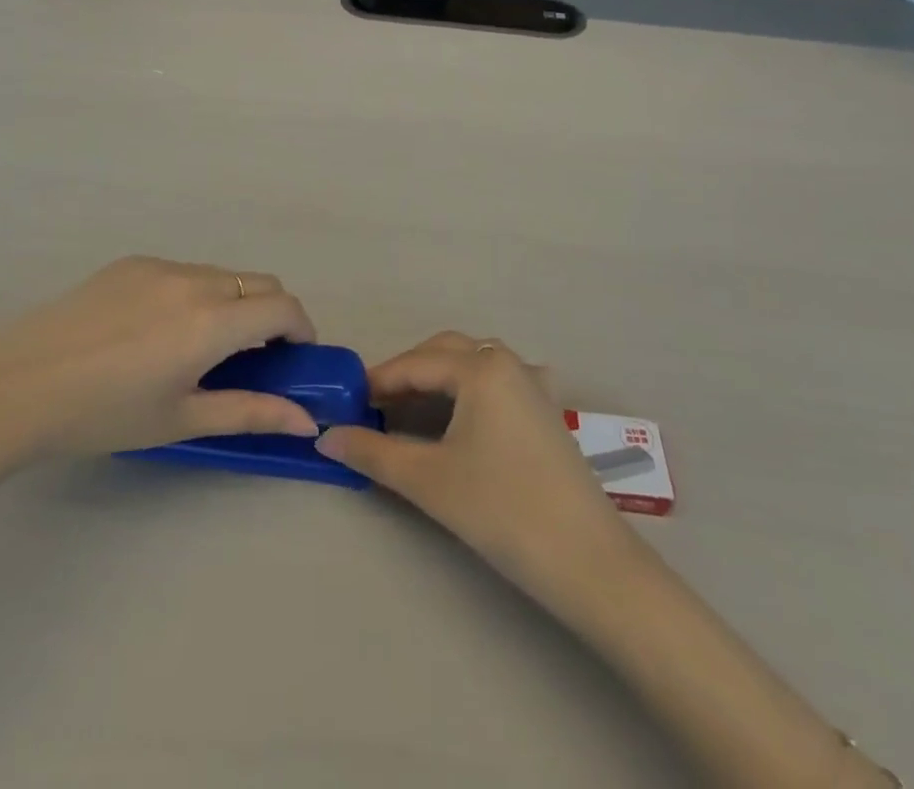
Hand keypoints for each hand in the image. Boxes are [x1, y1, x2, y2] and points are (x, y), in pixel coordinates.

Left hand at [0, 256, 319, 467]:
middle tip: (254, 357)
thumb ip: (250, 413)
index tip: (294, 358)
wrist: (14, 388)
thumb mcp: (181, 421)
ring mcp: (160, 265)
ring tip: (200, 347)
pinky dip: (195, 294)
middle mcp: (194, 280)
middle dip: (272, 314)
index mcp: (212, 321)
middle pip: (259, 282)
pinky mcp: (130, 262)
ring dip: (233, 303)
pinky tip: (156, 331)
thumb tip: (305, 421)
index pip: (284, 307)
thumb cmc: (103, 415)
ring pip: (221, 275)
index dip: (301, 329)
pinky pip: (182, 271)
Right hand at [318, 334, 651, 616]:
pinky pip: (499, 382)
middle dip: (407, 373)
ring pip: (474, 363)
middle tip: (375, 406)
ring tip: (411, 409)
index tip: (346, 401)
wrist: (588, 561)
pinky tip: (466, 413)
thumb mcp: (428, 480)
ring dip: (439, 378)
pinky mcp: (548, 411)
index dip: (377, 381)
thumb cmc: (502, 510)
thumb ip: (373, 452)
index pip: (415, 363)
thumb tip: (325, 436)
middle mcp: (509, 362)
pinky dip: (470, 389)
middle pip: (446, 353)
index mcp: (481, 367)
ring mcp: (534, 385)